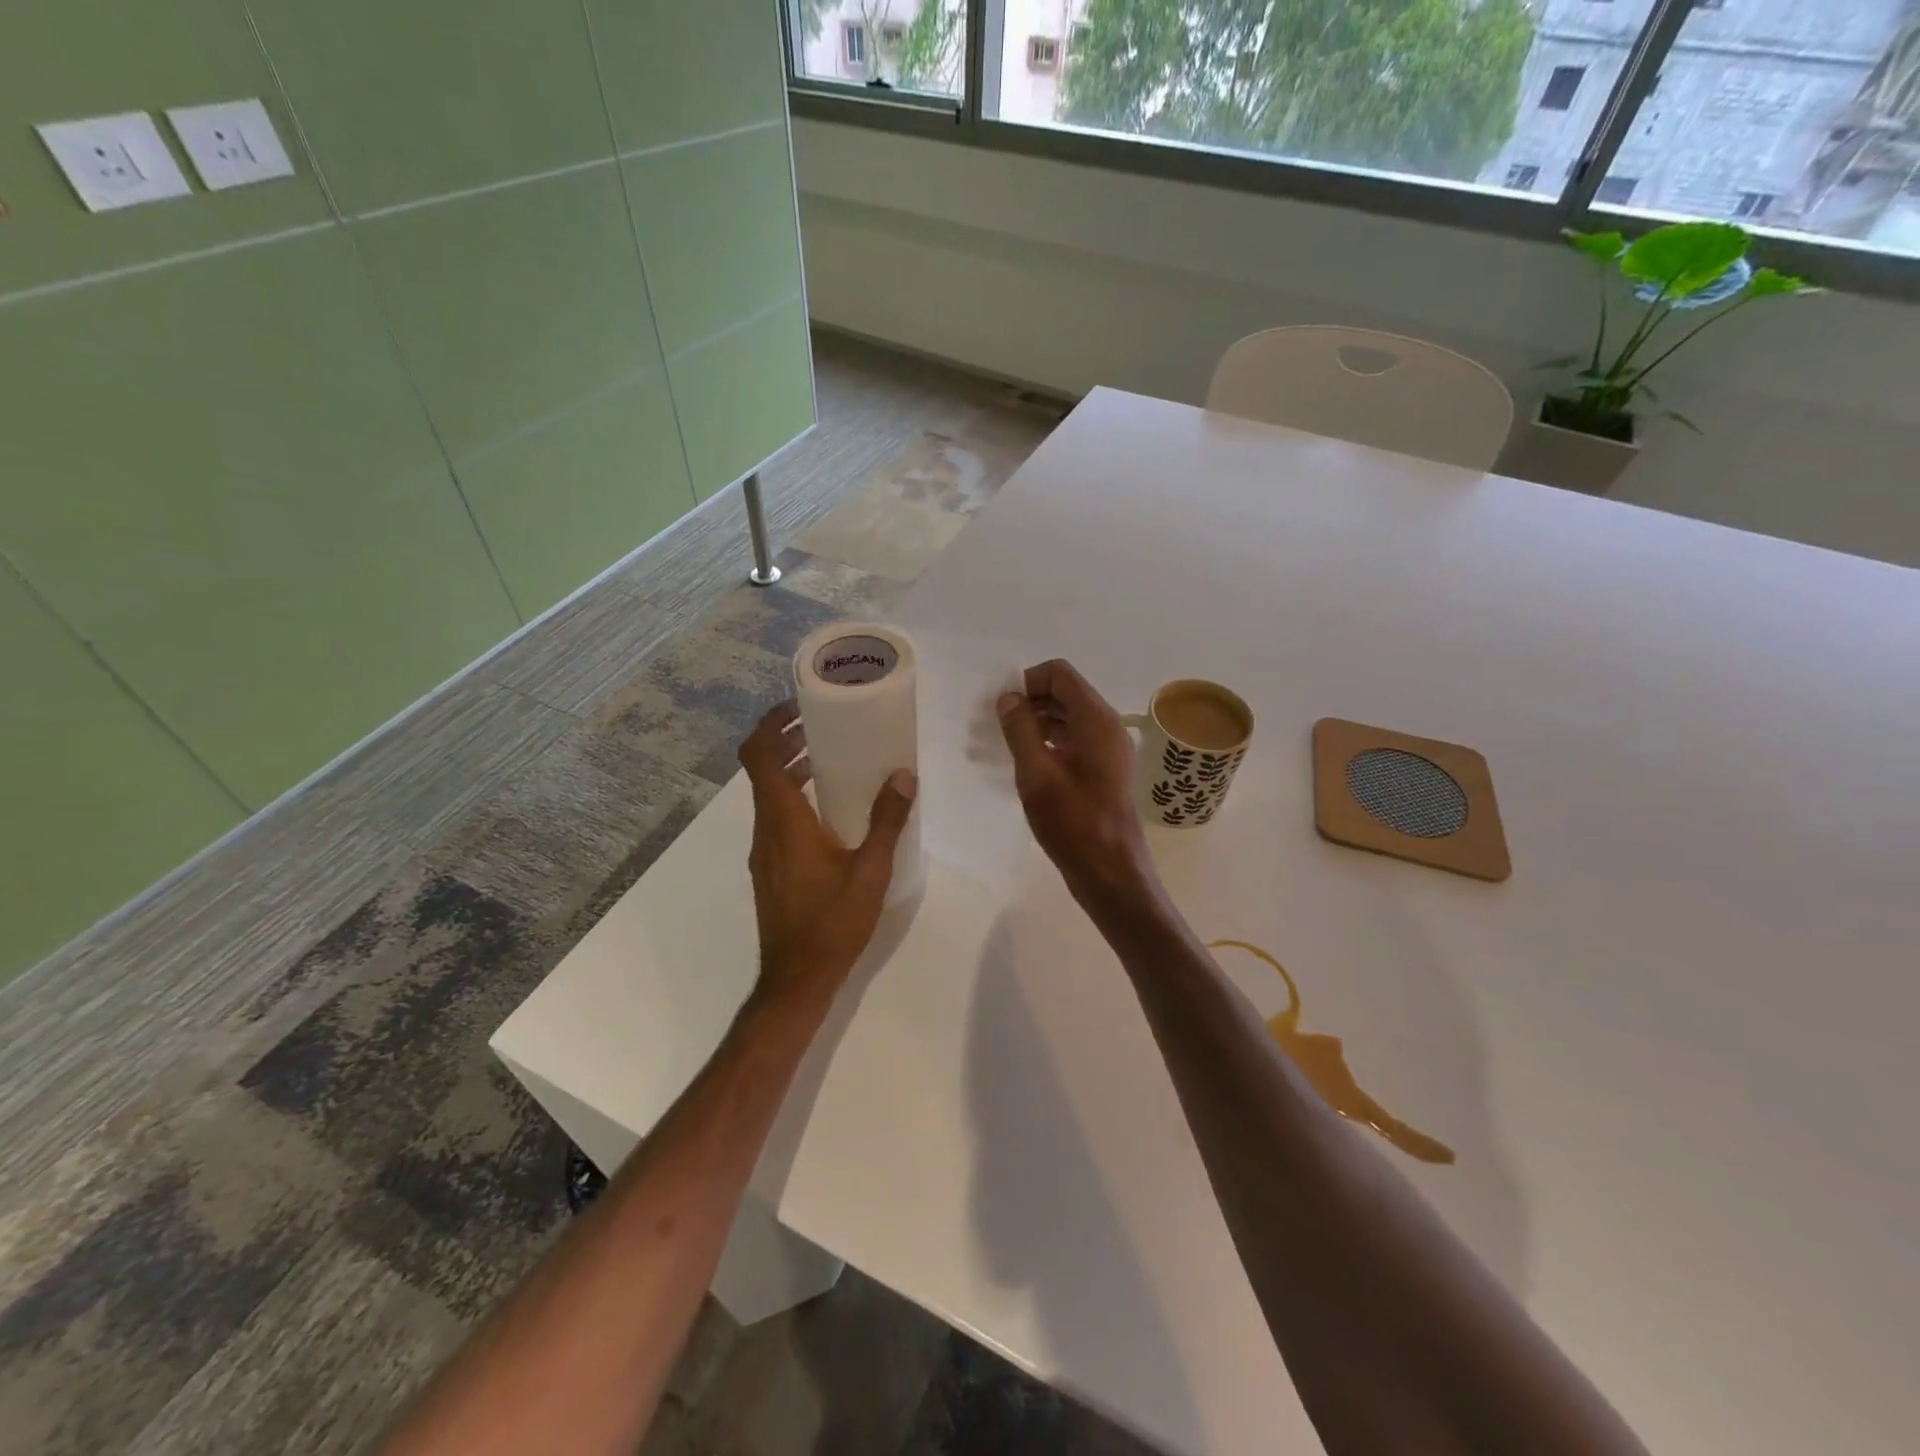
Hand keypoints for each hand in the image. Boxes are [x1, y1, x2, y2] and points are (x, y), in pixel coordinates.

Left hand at [739, 702, 917, 1001]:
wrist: (796, 979)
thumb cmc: (832, 921)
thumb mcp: (870, 870)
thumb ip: (887, 821)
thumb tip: (903, 775)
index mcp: (784, 820)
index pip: (758, 756)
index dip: (771, 724)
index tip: (800, 707)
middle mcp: (765, 829)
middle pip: (761, 770)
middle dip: (787, 741)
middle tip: (824, 725)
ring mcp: (763, 851)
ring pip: (768, 796)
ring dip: (791, 770)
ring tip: (830, 758)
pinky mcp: (769, 868)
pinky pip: (776, 818)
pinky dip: (794, 798)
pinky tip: (829, 809)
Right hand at [996, 660, 1154, 909]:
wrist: (1111, 872)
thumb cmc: (1073, 821)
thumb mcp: (1036, 774)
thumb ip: (1020, 730)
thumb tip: (1009, 698)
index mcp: (1095, 719)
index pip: (1060, 673)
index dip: (1028, 681)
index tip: (1003, 709)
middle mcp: (1107, 726)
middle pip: (1066, 693)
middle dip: (1031, 701)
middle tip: (1000, 727)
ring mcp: (1109, 749)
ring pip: (1070, 718)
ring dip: (1038, 723)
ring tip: (1009, 746)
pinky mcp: (1105, 771)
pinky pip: (1075, 740)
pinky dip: (1051, 742)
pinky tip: (1029, 765)